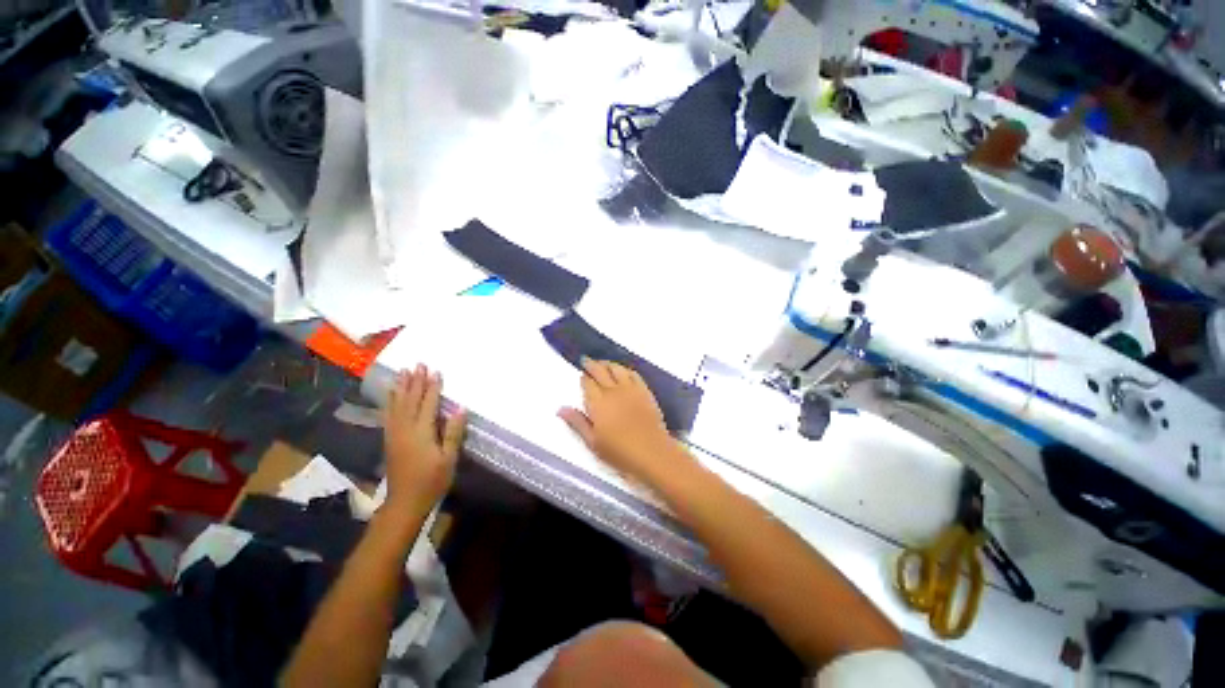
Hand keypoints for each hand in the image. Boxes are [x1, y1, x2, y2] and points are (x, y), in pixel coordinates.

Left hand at [384, 365, 465, 509]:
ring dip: (401, 387)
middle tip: (419, 364)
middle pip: (410, 400)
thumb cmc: (432, 480)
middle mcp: (405, 429)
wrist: (405, 502)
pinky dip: (390, 401)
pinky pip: (388, 414)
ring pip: (397, 405)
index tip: (436, 371)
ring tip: (403, 372)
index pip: (428, 404)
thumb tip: (461, 408)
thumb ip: (454, 432)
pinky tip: (391, 394)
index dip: (433, 387)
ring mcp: (394, 433)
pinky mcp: (389, 439)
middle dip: (415, 381)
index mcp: (422, 432)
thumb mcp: (449, 458)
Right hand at [559, 359, 677, 481]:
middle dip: (592, 365)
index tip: (581, 376)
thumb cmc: (619, 452)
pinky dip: (625, 369)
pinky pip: (634, 374)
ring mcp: (631, 389)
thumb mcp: (593, 442)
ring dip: (608, 364)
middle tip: (586, 361)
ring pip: (617, 369)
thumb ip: (577, 423)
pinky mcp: (645, 391)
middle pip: (600, 371)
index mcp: (598, 403)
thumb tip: (561, 409)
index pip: (588, 383)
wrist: (652, 453)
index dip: (584, 378)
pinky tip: (623, 371)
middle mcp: (613, 391)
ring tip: (602, 363)